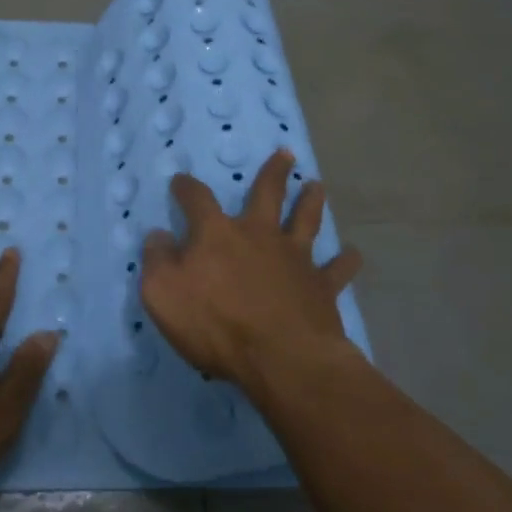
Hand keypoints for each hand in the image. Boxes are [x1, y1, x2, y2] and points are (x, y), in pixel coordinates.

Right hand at [140, 148, 361, 390]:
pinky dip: (345, 261)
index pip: (197, 200)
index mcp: (217, 234)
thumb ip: (158, 260)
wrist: (281, 357)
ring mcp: (295, 258)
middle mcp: (259, 235)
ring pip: (306, 220)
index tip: (181, 181)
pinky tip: (353, 254)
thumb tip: (159, 235)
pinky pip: (337, 269)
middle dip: (274, 173)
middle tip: (286, 154)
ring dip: (311, 202)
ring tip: (316, 186)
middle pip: (267, 194)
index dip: (187, 188)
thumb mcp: (163, 294)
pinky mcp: (321, 286)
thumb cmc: (216, 324)